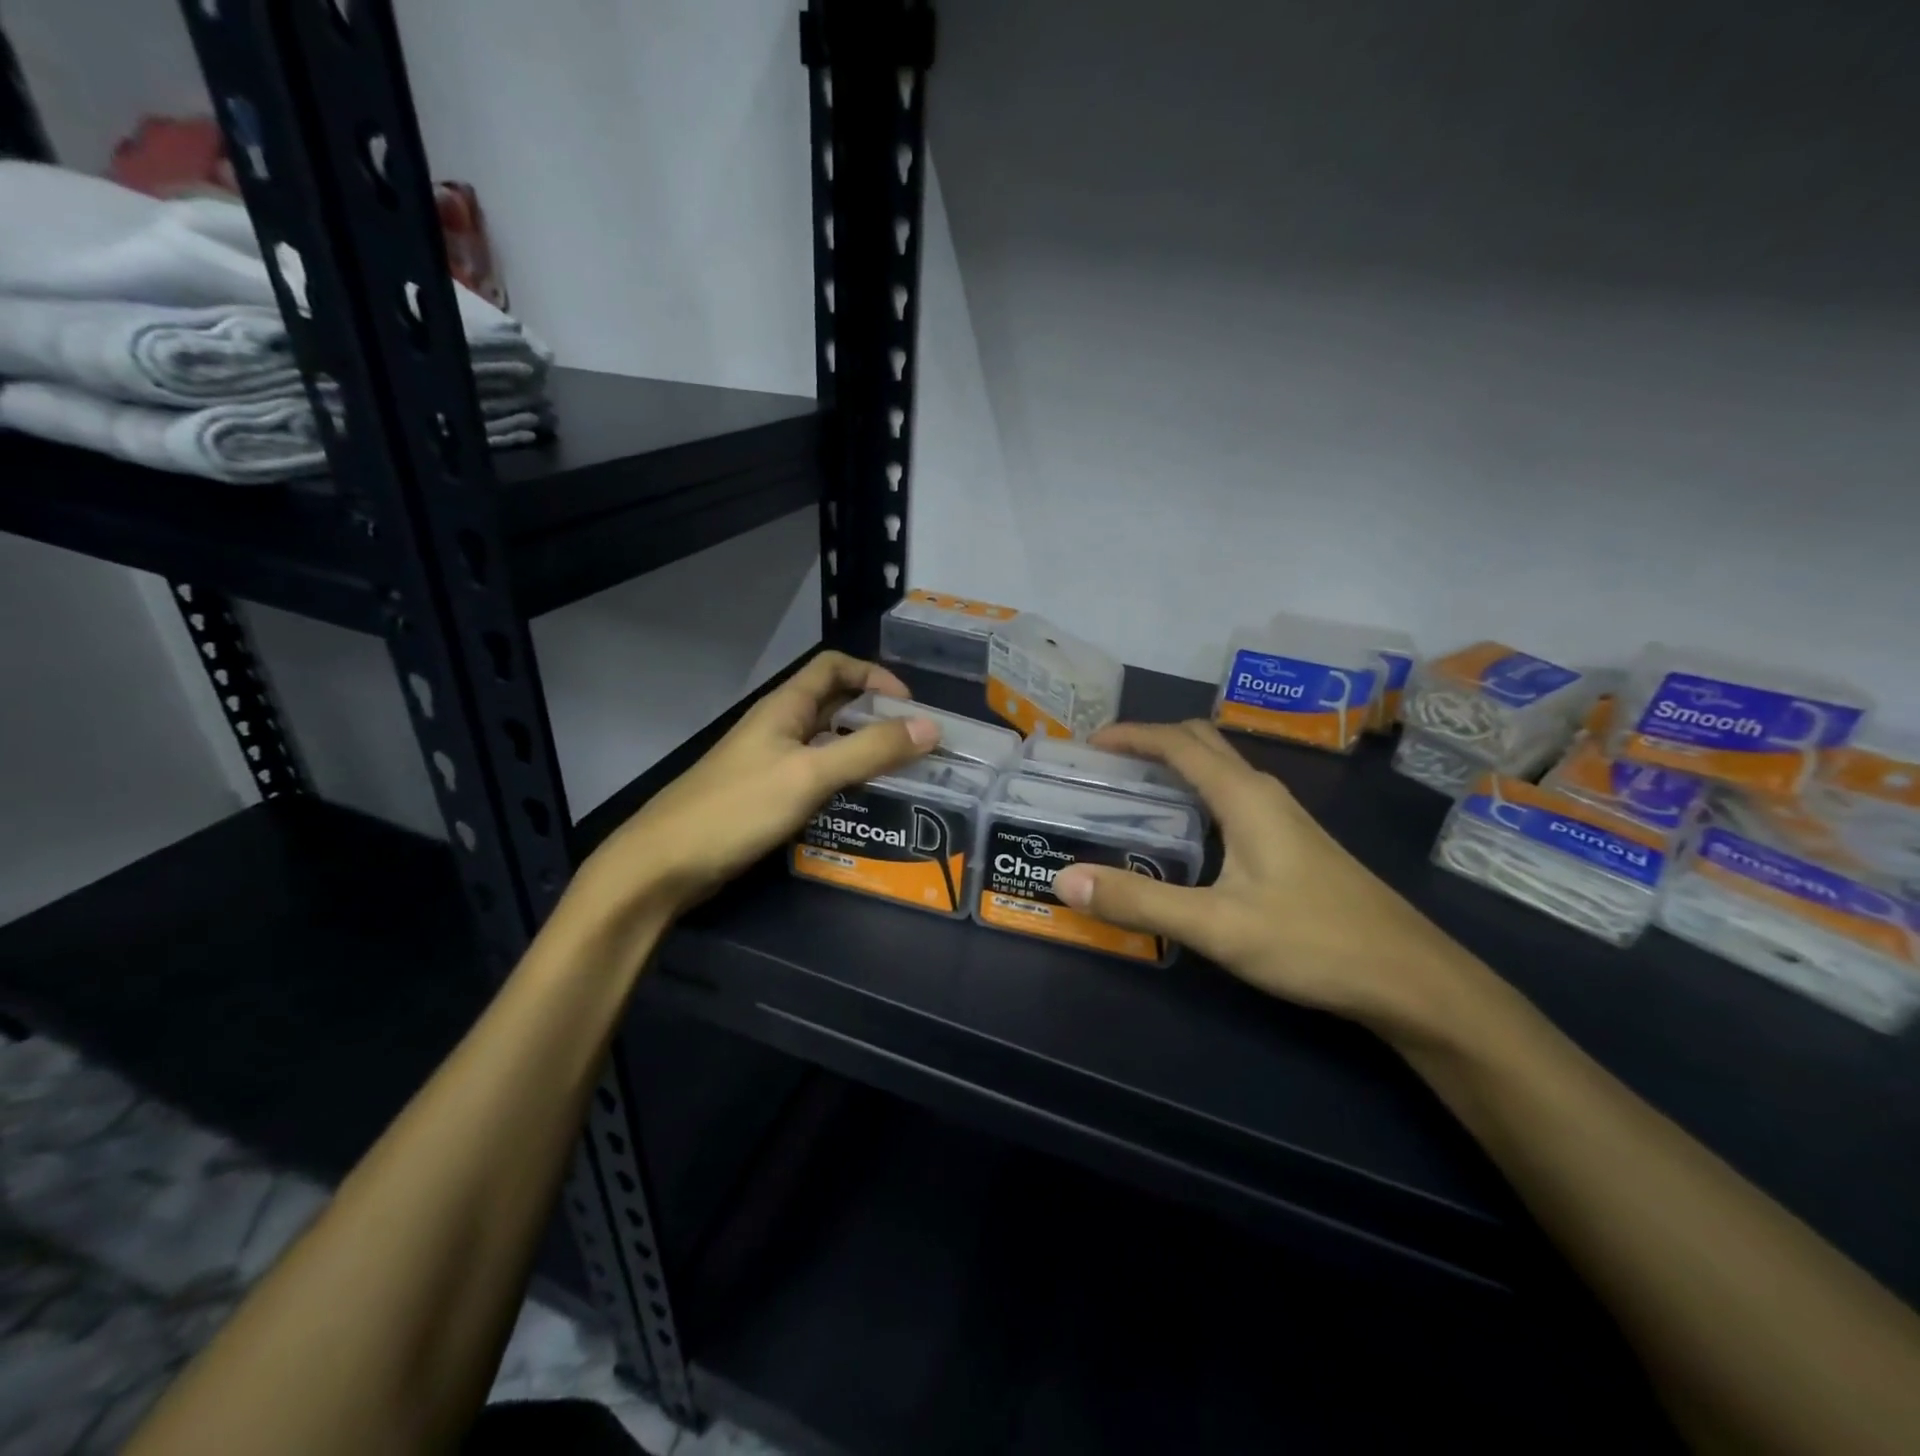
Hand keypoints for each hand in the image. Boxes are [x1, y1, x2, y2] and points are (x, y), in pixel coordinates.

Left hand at [577, 652, 937, 920]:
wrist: (664, 864)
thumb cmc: (737, 808)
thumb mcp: (810, 774)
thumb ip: (870, 750)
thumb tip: (930, 727)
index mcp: (785, 707)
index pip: (835, 667)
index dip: (874, 675)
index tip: (910, 706)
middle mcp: (779, 727)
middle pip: (835, 704)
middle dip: (875, 715)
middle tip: (914, 744)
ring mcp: (770, 763)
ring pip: (827, 743)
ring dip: (862, 750)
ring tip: (900, 775)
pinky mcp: (766, 796)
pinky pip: (814, 776)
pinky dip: (842, 781)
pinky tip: (861, 804)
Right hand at [1051, 721, 1497, 1039]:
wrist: (1412, 980)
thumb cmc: (1313, 942)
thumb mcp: (1216, 926)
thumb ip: (1138, 901)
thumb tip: (1065, 879)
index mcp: (1244, 796)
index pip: (1178, 743)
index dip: (1131, 735)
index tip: (1088, 745)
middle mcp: (1264, 794)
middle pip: (1201, 744)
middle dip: (1150, 743)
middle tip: (1105, 767)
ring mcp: (1285, 818)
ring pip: (1220, 772)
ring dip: (1174, 768)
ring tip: (1133, 795)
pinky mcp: (1294, 844)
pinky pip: (1232, 799)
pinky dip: (1196, 796)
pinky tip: (1184, 837)